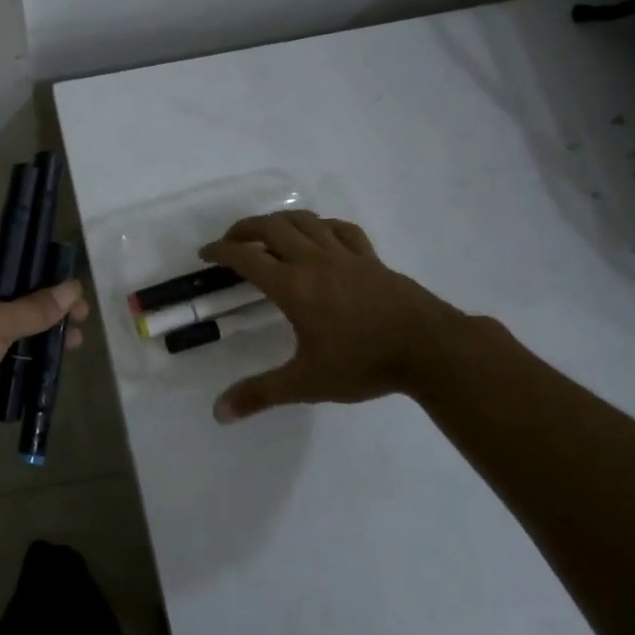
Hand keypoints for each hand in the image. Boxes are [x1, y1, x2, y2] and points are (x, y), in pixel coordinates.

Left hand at [0, 247, 89, 445]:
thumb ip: (35, 308)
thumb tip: (72, 288)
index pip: (1, 257)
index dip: (36, 271)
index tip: (67, 289)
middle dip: (39, 309)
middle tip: (76, 324)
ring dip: (25, 336)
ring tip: (66, 350)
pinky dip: (2, 358)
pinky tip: (32, 370)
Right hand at [198, 210, 475, 422]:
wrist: (429, 348)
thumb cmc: (363, 362)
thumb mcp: (306, 382)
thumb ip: (260, 394)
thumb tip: (218, 413)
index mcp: (293, 286)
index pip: (246, 257)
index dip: (220, 251)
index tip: (205, 254)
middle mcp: (314, 261)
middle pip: (272, 228)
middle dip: (245, 228)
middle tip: (231, 241)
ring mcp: (345, 255)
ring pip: (305, 221)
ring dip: (279, 220)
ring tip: (268, 232)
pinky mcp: (370, 257)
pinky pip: (341, 229)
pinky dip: (322, 226)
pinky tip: (319, 235)